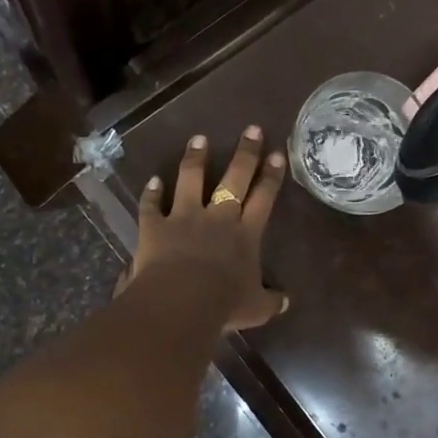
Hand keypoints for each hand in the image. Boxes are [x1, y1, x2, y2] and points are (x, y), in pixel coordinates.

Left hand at [131, 127, 288, 331]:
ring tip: (198, 139)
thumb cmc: (224, 304)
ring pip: (191, 179)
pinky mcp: (156, 226)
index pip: (264, 197)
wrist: (181, 301)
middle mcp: (218, 217)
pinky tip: (152, 181)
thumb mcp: (256, 308)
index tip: (277, 154)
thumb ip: (271, 301)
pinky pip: (151, 205)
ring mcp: (184, 217)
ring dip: (195, 158)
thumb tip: (286, 302)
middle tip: (252, 130)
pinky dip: (151, 193)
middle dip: (245, 153)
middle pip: (234, 178)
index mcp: (245, 233)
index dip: (272, 176)